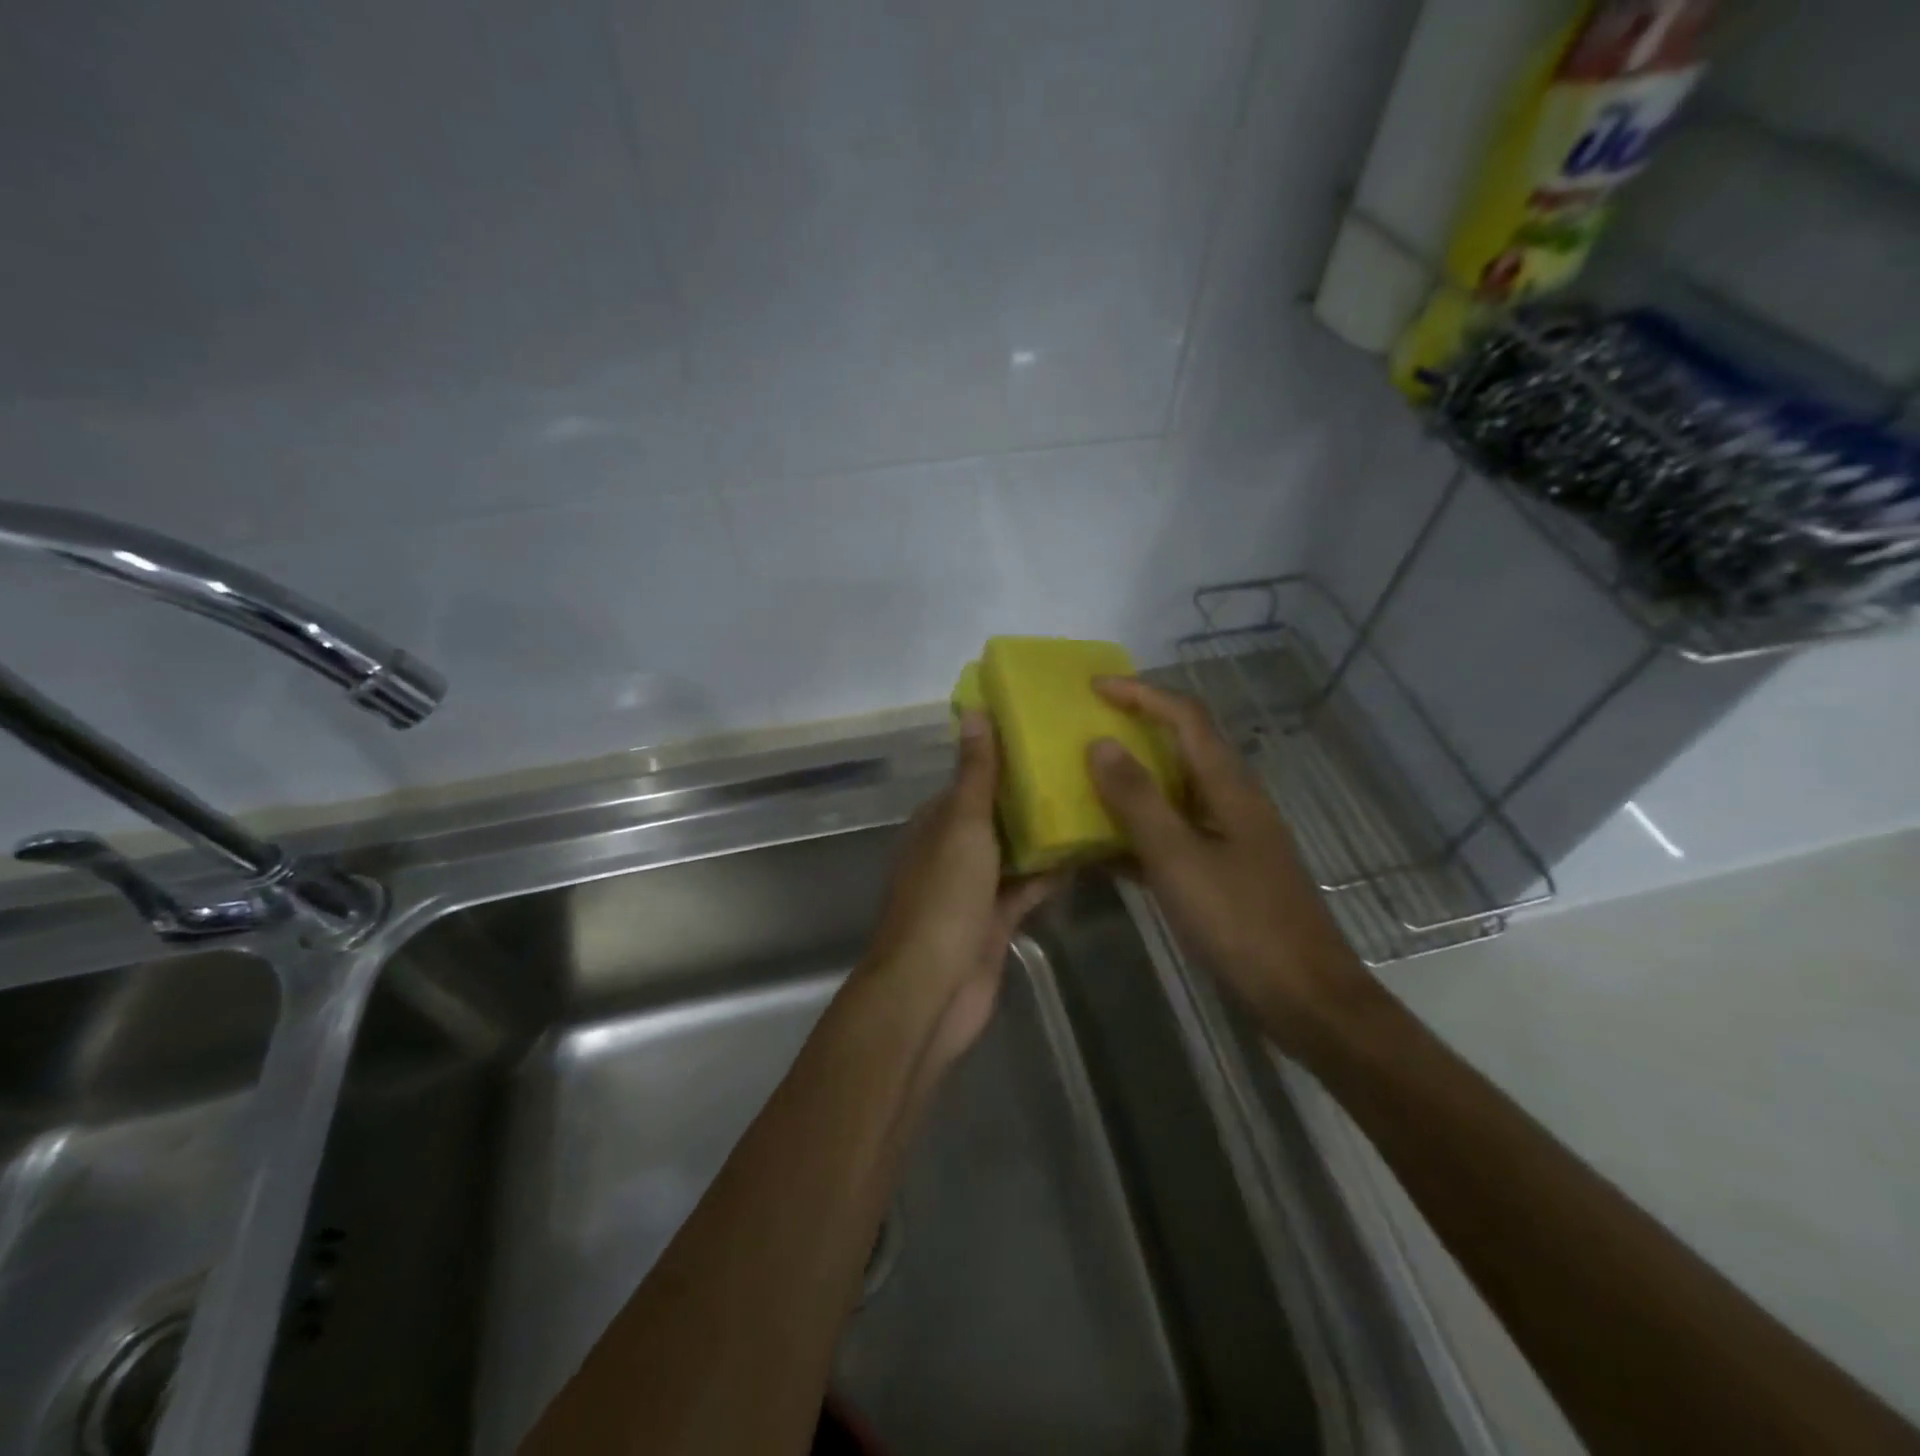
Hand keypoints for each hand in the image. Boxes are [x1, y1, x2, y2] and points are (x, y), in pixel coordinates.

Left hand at [859, 711, 1056, 1077]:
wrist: (932, 988)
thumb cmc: (944, 897)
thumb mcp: (962, 825)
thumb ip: (975, 773)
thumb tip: (973, 711)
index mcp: (937, 823)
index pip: (972, 781)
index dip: (1003, 759)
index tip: (1046, 737)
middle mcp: (953, 851)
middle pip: (996, 816)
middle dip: (1031, 797)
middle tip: (1084, 767)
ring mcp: (974, 889)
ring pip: (1014, 852)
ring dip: (1044, 834)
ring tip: (1094, 802)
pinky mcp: (995, 921)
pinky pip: (1027, 888)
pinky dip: (1050, 874)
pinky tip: (1088, 855)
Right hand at [1085, 677, 1370, 1055]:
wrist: (1305, 998)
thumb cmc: (1242, 923)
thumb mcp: (1179, 859)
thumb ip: (1138, 801)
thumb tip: (1100, 744)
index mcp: (1229, 787)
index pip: (1185, 717)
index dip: (1141, 694)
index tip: (1093, 689)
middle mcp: (1233, 801)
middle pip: (1183, 746)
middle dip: (1136, 729)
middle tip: (1086, 730)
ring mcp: (1231, 838)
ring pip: (1176, 791)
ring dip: (1134, 780)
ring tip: (1086, 781)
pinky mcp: (1226, 871)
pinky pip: (1176, 834)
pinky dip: (1141, 829)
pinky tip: (1107, 848)